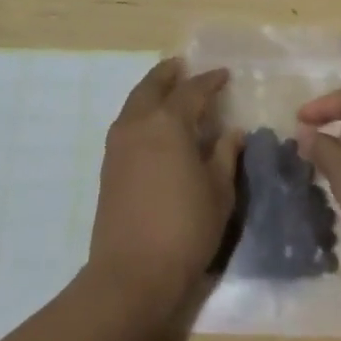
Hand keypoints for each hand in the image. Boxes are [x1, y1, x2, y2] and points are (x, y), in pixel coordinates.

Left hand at [88, 58, 242, 315]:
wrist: (131, 274)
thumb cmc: (185, 229)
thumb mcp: (219, 192)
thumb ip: (224, 155)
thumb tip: (231, 132)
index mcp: (169, 123)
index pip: (192, 91)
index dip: (210, 81)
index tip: (223, 75)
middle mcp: (139, 123)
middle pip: (153, 86)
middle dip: (169, 74)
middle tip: (184, 67)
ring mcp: (118, 144)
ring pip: (135, 102)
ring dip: (152, 91)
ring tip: (168, 91)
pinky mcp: (108, 165)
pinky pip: (127, 122)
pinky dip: (141, 112)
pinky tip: (154, 125)